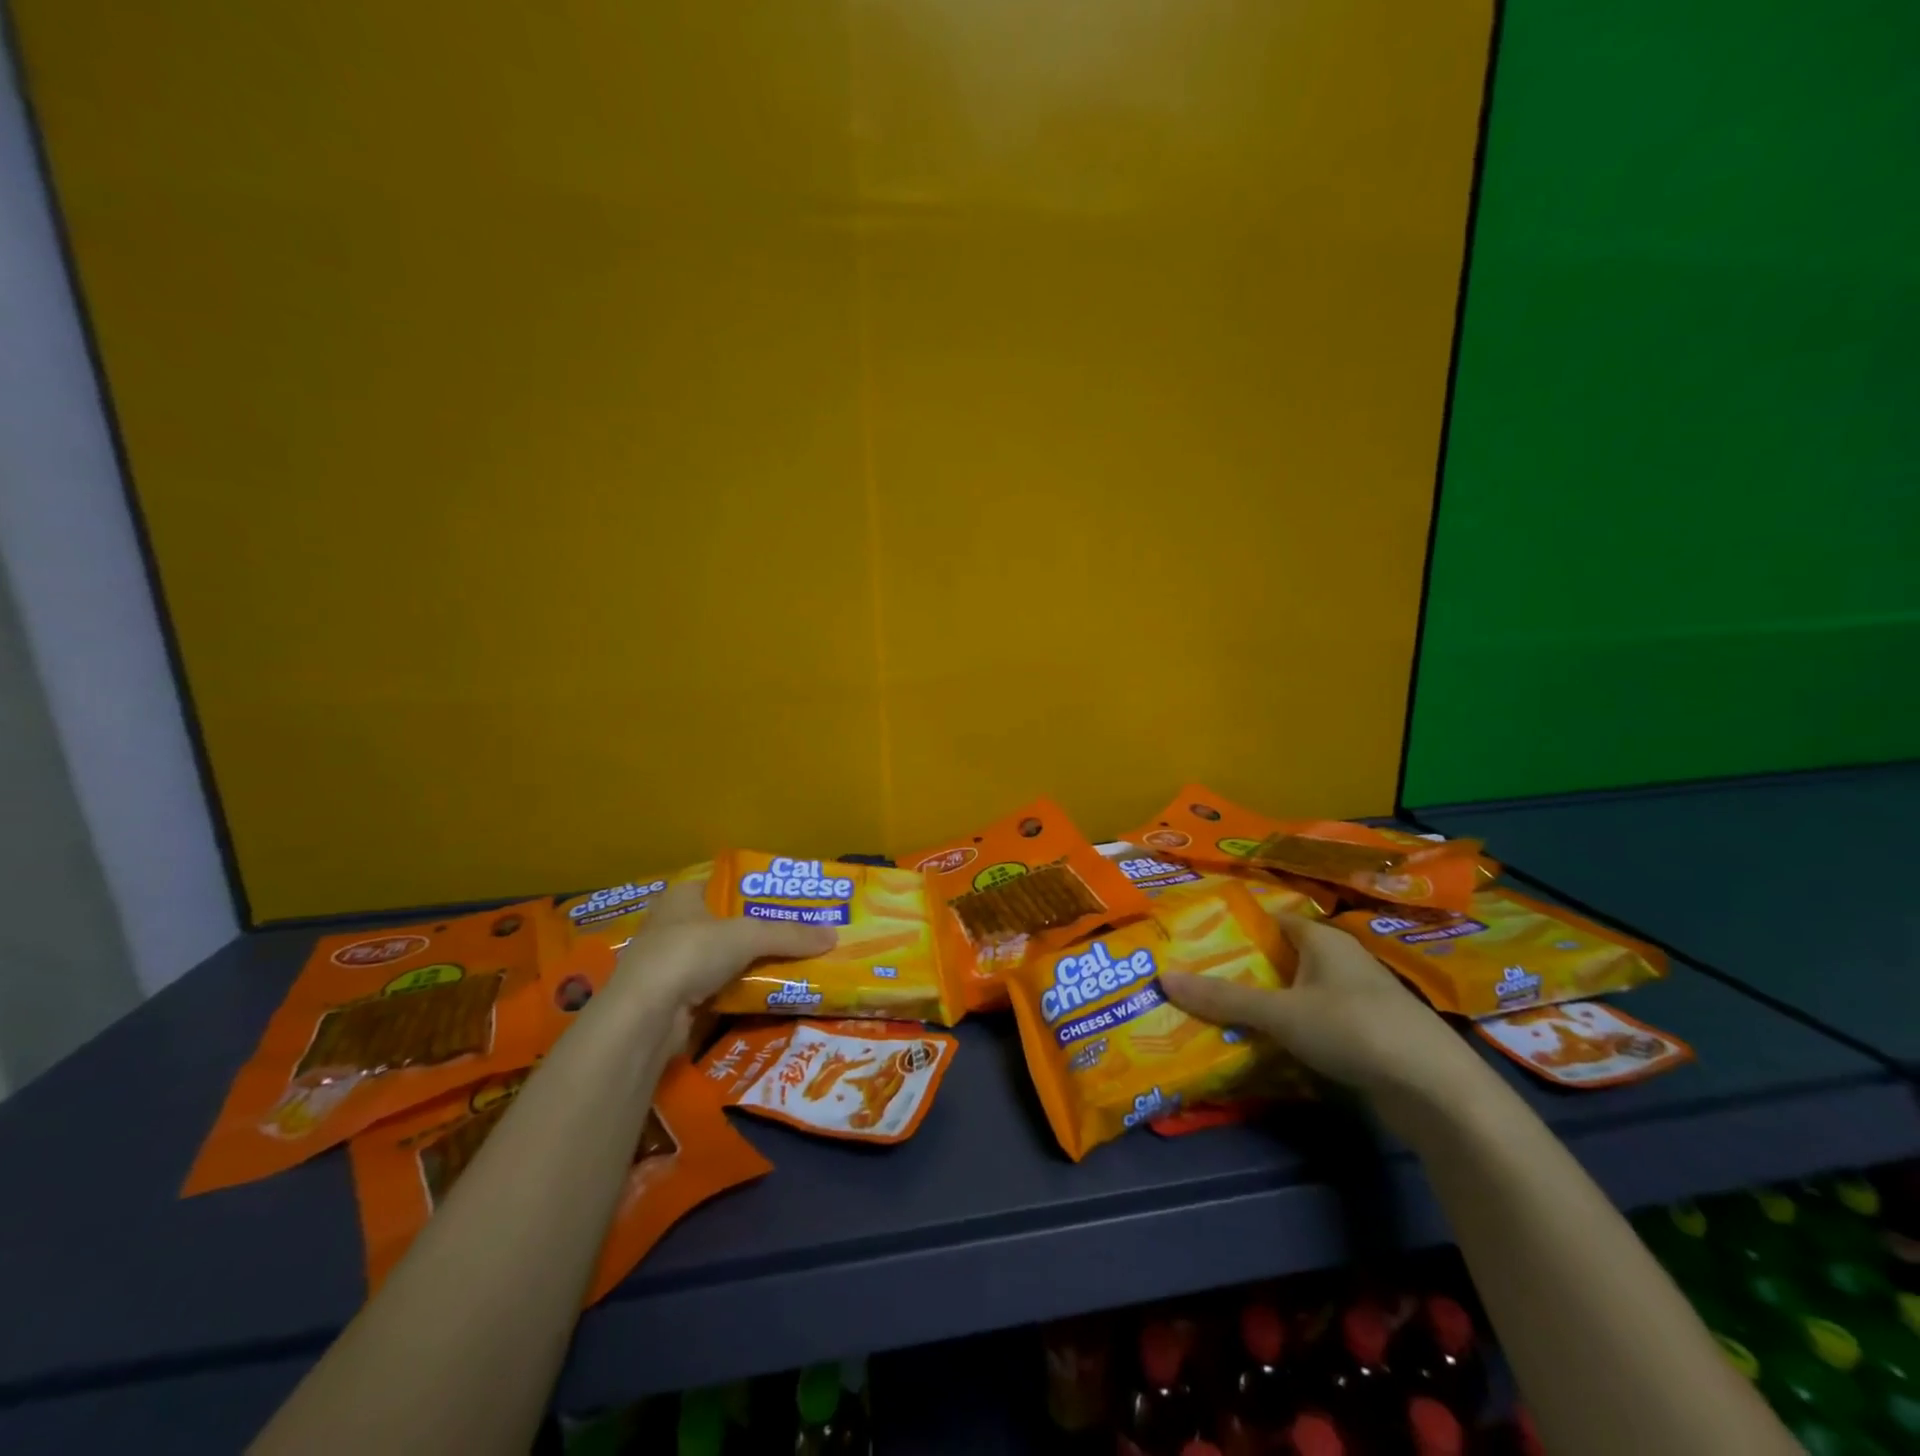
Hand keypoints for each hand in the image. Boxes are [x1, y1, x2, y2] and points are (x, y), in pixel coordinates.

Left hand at [609, 880, 835, 1013]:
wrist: (644, 1018)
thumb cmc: (689, 954)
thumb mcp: (748, 936)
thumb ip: (790, 935)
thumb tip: (834, 936)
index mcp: (683, 896)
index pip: (726, 884)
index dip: (758, 889)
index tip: (791, 899)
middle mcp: (674, 925)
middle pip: (729, 923)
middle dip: (762, 930)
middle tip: (802, 933)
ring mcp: (673, 964)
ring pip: (725, 958)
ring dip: (754, 963)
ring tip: (796, 962)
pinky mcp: (676, 999)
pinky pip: (720, 988)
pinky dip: (742, 990)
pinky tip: (771, 992)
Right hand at [1160, 914, 1493, 1132]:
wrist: (1436, 1091)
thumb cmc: (1353, 1029)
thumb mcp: (1280, 1013)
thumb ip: (1224, 998)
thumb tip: (1163, 978)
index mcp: (1323, 939)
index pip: (1274, 919)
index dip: (1239, 927)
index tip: (1200, 940)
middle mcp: (1342, 960)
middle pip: (1284, 957)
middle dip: (1246, 968)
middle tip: (1200, 979)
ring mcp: (1359, 998)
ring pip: (1300, 991)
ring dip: (1268, 1002)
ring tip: (1222, 1012)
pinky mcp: (1368, 1034)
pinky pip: (1317, 1021)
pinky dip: (1292, 1028)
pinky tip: (1267, 1044)